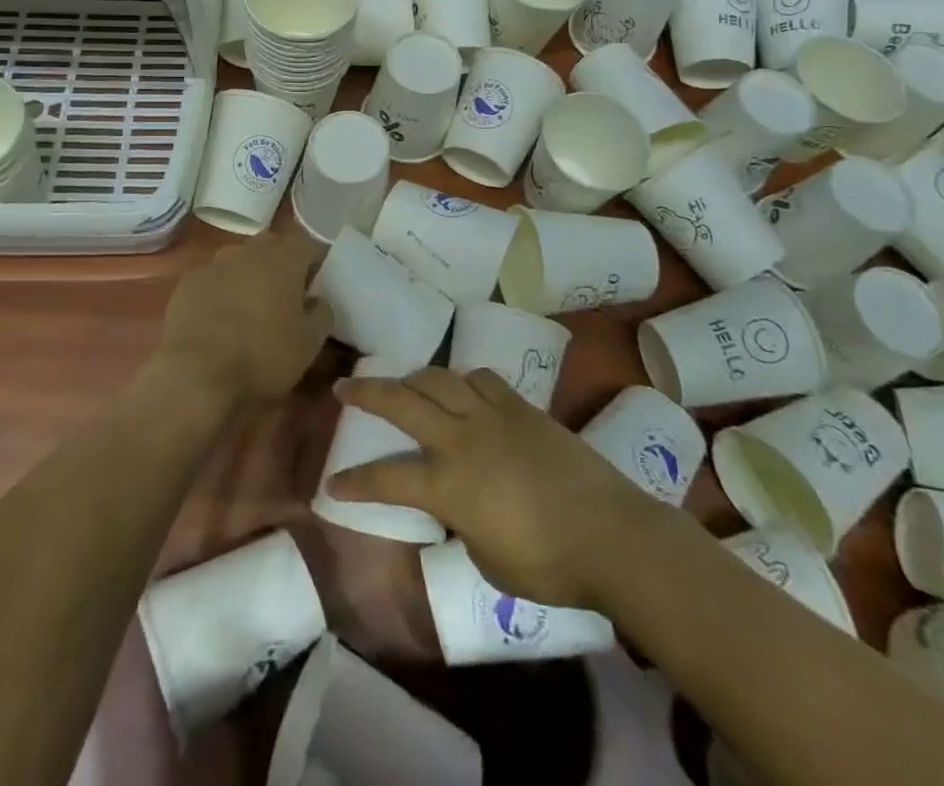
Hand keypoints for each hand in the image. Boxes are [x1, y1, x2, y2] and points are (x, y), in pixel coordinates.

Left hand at [154, 232, 330, 410]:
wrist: (196, 375)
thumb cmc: (262, 357)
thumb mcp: (309, 344)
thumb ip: (322, 314)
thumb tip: (319, 301)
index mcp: (283, 261)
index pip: (307, 243)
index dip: (315, 259)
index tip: (317, 282)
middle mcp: (248, 252)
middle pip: (271, 244)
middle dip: (281, 261)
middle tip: (285, 292)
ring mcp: (214, 265)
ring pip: (239, 258)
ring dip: (249, 273)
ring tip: (250, 304)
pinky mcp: (187, 283)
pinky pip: (212, 278)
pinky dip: (220, 289)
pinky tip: (218, 317)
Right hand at [327, 367, 662, 610]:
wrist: (611, 534)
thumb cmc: (549, 564)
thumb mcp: (488, 561)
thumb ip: (462, 525)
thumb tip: (456, 508)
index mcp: (447, 484)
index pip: (386, 478)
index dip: (354, 482)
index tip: (331, 483)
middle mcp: (461, 438)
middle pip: (402, 401)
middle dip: (367, 392)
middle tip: (344, 385)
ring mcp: (492, 415)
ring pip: (440, 378)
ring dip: (414, 378)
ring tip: (403, 383)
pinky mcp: (522, 407)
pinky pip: (482, 380)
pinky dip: (464, 381)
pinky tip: (463, 389)